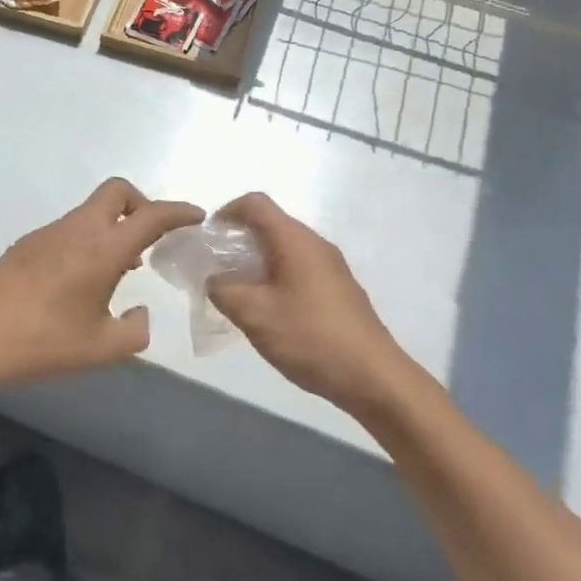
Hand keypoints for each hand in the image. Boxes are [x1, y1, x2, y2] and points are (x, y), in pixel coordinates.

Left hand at [0, 179, 202, 384]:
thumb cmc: (43, 342)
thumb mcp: (103, 348)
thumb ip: (136, 330)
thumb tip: (140, 312)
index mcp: (101, 249)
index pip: (150, 216)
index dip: (179, 212)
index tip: (197, 217)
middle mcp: (77, 230)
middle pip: (116, 192)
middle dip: (142, 204)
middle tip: (152, 239)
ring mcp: (48, 233)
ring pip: (91, 211)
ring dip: (113, 226)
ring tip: (121, 269)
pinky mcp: (27, 243)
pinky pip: (70, 228)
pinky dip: (89, 239)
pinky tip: (82, 280)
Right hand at [207, 193, 432, 419]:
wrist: (373, 376)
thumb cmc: (310, 337)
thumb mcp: (254, 315)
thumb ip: (223, 290)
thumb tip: (214, 280)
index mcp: (295, 240)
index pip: (256, 204)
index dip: (226, 211)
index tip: (207, 237)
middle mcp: (316, 245)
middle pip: (271, 224)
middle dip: (238, 240)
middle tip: (215, 268)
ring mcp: (331, 267)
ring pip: (285, 249)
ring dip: (256, 261)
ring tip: (237, 292)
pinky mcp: (338, 290)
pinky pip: (299, 269)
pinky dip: (275, 277)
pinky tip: (267, 310)